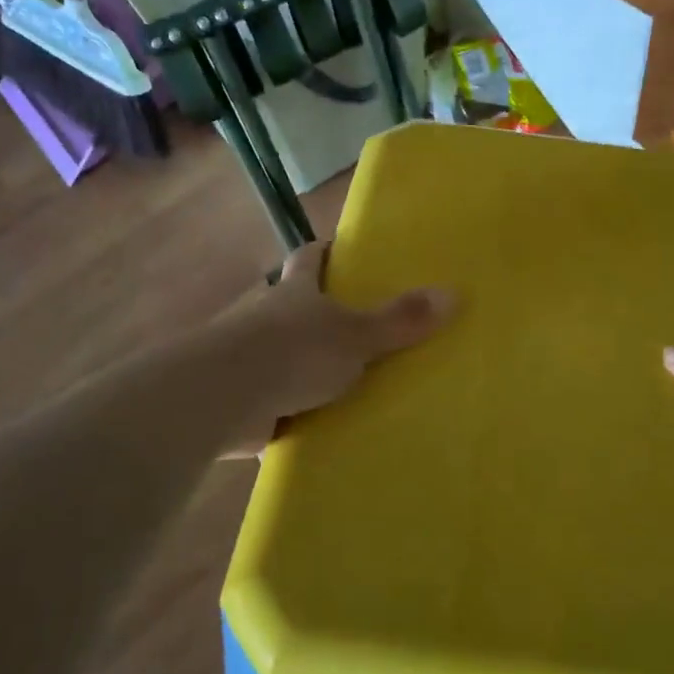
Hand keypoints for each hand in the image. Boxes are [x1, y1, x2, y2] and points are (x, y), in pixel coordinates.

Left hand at [210, 242, 452, 454]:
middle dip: (318, 312)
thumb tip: (453, 293)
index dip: (325, 251)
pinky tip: (318, 423)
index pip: (309, 258)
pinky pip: (275, 400)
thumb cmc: (291, 352)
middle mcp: (268, 318)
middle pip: (293, 305)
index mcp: (295, 293)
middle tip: (359, 324)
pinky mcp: (243, 400)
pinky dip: (292, 408)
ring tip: (347, 381)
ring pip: (283, 353)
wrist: (220, 399)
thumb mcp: (354, 336)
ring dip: (305, 364)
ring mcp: (250, 359)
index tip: (340, 249)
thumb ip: (399, 321)